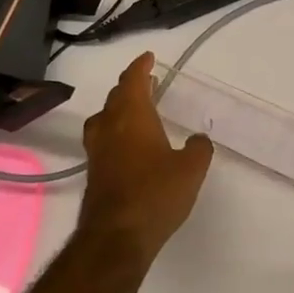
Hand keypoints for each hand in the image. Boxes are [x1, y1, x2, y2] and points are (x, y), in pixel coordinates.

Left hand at [78, 52, 213, 263]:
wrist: (117, 236)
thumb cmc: (156, 194)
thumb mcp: (191, 169)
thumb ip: (198, 148)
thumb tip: (198, 139)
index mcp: (132, 117)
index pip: (133, 81)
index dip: (140, 67)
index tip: (148, 57)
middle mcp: (109, 127)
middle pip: (115, 97)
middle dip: (130, 86)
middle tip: (146, 82)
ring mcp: (98, 151)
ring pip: (105, 118)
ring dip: (119, 109)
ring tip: (135, 111)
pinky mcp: (94, 172)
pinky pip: (104, 140)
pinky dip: (116, 132)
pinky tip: (129, 146)